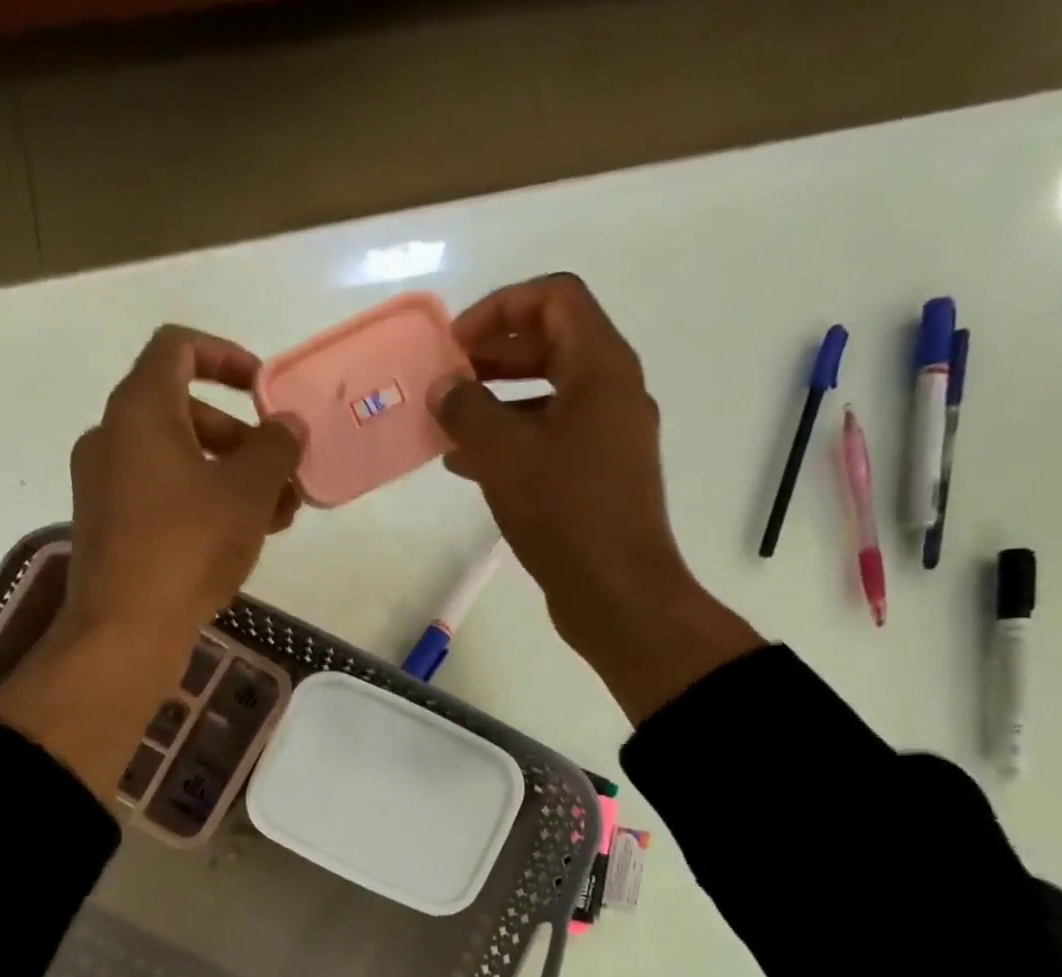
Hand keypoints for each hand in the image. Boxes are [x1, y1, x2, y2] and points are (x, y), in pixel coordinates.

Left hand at [0, 326, 305, 800]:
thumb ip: (275, 448)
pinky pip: (163, 497)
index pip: (178, 348)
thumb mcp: (247, 492)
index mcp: (139, 410)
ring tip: (278, 517)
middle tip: (283, 475)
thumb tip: (288, 424)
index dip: (227, 357)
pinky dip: (203, 504)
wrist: (125, 630)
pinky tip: (242, 540)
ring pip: (178, 462)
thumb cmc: (187, 546)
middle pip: (185, 412)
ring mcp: (105, 485)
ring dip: (231, 478)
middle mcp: (112, 437)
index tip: (264, 391)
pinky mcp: (110, 527)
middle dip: (243, 439)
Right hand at [430, 274, 759, 721]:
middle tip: (447, 382)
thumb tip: (444, 387)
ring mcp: (607, 438)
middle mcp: (612, 393)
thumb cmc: (565, 514)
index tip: (456, 345)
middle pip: (550, 345)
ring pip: (546, 397)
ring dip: (495, 403)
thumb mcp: (505, 455)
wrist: (617, 594)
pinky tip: (467, 468)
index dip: (500, 308)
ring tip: (447, 426)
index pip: (554, 298)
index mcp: (601, 368)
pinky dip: (510, 442)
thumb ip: (467, 410)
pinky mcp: (597, 478)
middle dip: (492, 356)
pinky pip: (549, 440)